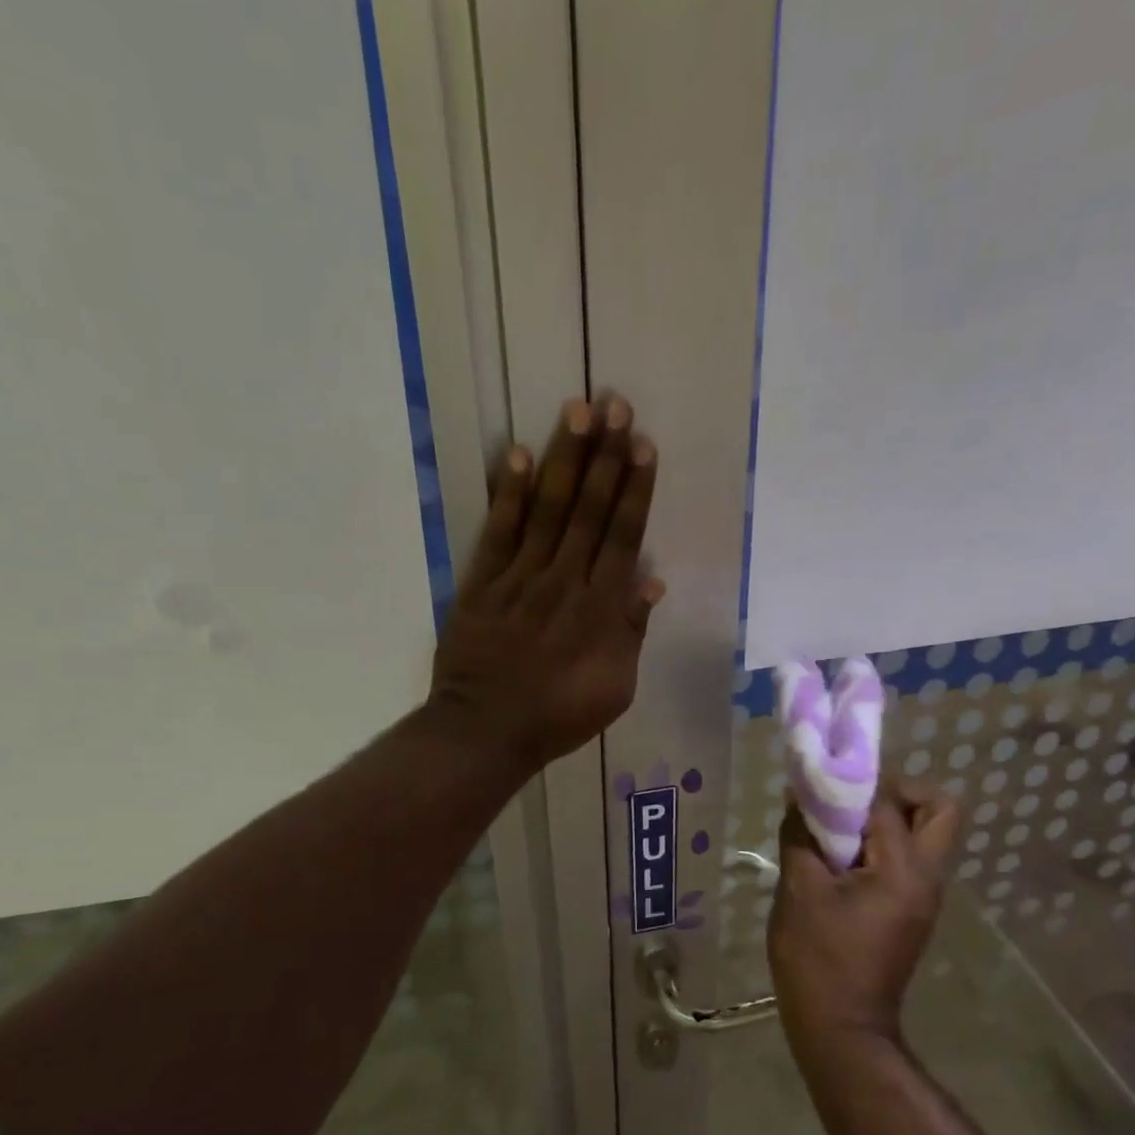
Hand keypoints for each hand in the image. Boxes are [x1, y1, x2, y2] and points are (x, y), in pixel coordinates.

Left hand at [428, 396, 662, 771]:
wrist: (488, 730)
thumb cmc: (559, 715)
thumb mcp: (615, 688)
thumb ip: (632, 632)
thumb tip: (651, 581)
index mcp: (600, 609)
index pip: (622, 536)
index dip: (634, 489)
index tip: (642, 446)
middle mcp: (564, 581)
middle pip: (588, 510)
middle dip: (604, 456)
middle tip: (615, 404)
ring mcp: (520, 579)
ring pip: (547, 510)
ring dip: (563, 460)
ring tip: (576, 411)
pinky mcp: (482, 584)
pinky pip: (498, 532)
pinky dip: (508, 495)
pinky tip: (517, 455)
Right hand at [767, 784, 958, 1046]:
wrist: (840, 1028)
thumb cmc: (817, 958)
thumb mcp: (799, 889)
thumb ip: (801, 835)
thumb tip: (800, 796)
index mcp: (904, 870)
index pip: (887, 802)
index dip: (851, 783)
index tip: (819, 779)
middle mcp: (927, 877)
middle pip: (939, 809)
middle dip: (898, 792)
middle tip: (852, 801)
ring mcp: (925, 896)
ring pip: (927, 833)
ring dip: (889, 818)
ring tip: (840, 829)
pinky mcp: (912, 910)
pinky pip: (909, 858)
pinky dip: (882, 844)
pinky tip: (840, 859)